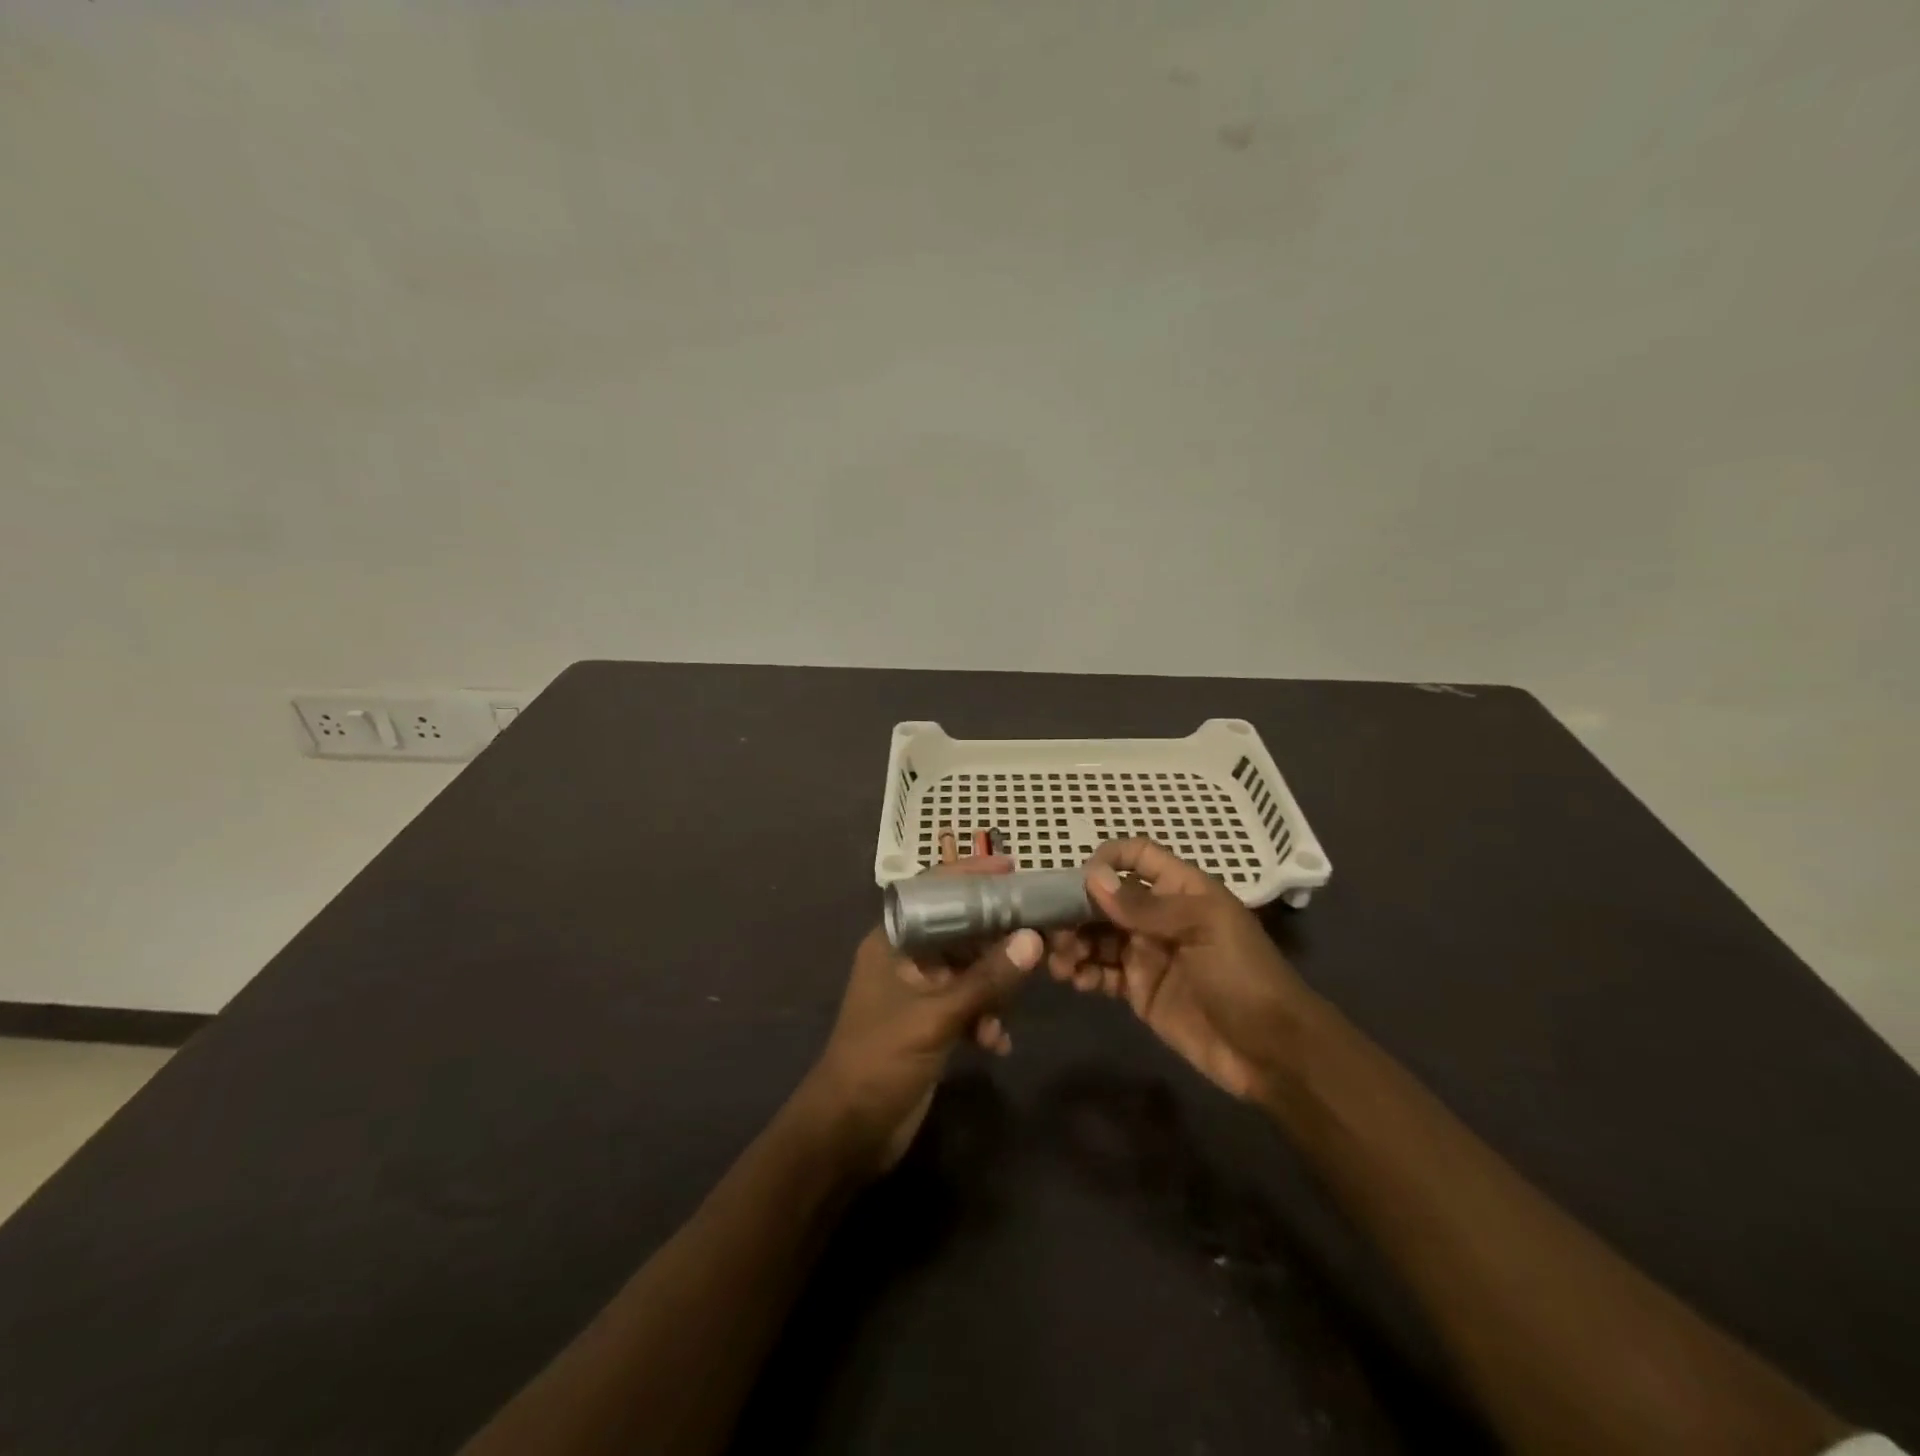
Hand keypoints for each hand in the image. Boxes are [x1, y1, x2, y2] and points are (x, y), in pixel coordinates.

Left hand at [799, 856, 1041, 1177]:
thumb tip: (1033, 939)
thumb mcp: (936, 1017)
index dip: (970, 875)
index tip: (1011, 867)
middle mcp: (907, 958)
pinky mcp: (931, 1023)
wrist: (848, 1132)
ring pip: (969, 969)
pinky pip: (968, 1004)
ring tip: (1020, 999)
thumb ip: (986, 979)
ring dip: (995, 985)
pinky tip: (998, 1042)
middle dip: (997, 937)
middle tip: (1041, 933)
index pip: (934, 892)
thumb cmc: (881, 1060)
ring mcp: (919, 992)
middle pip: (960, 930)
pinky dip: (985, 1016)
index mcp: (894, 941)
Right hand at [1048, 838, 1314, 1102]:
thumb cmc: (1243, 976)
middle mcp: (1158, 916)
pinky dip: (1083, 972)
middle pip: (1106, 899)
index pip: (1138, 857)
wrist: (1272, 1052)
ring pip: (1097, 936)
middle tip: (1050, 929)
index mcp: (1180, 890)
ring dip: (1074, 942)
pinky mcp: (1138, 991)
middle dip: (1076, 908)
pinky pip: (1101, 973)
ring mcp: (1146, 954)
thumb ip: (1145, 906)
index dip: (1108, 859)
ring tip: (1059, 961)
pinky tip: (1074, 980)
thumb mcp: (1202, 929)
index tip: (1076, 879)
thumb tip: (1092, 877)